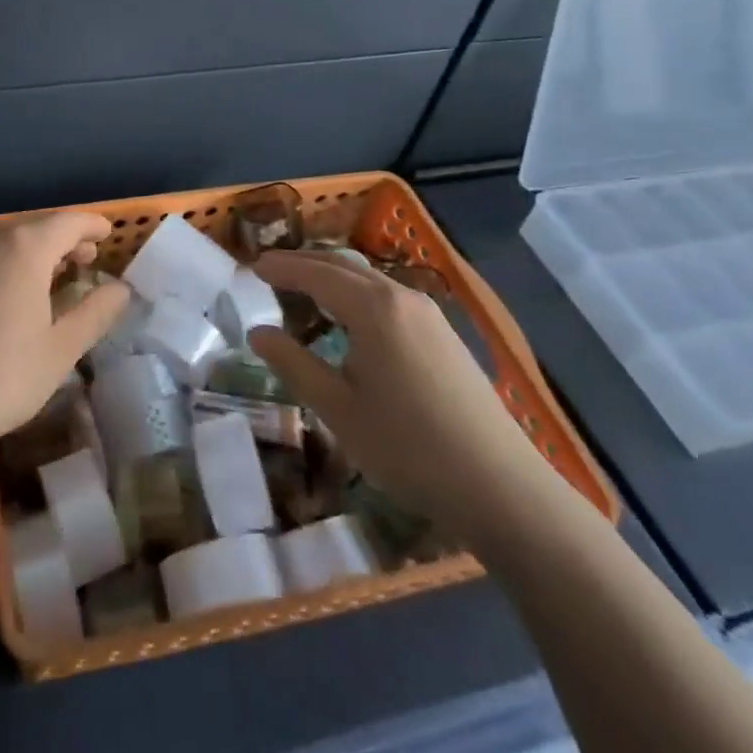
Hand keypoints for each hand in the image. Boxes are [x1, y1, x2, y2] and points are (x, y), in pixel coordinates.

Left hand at [0, 212, 129, 465]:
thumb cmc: (0, 376)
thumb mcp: (60, 350)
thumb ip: (95, 314)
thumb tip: (121, 289)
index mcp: (24, 247)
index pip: (68, 222)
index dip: (92, 227)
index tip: (108, 235)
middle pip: (36, 228)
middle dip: (64, 240)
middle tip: (86, 261)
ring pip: (6, 243)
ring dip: (34, 254)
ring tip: (51, 279)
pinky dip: (6, 267)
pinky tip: (8, 299)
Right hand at [248, 250, 550, 530]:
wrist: (502, 489)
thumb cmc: (408, 447)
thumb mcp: (337, 409)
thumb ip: (293, 364)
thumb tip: (257, 333)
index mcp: (372, 307)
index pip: (314, 272)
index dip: (280, 268)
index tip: (250, 267)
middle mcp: (401, 296)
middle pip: (342, 266)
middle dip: (303, 264)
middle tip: (269, 272)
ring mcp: (428, 314)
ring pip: (368, 279)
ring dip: (331, 277)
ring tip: (302, 292)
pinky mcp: (444, 335)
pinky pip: (388, 296)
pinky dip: (356, 293)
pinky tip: (349, 320)